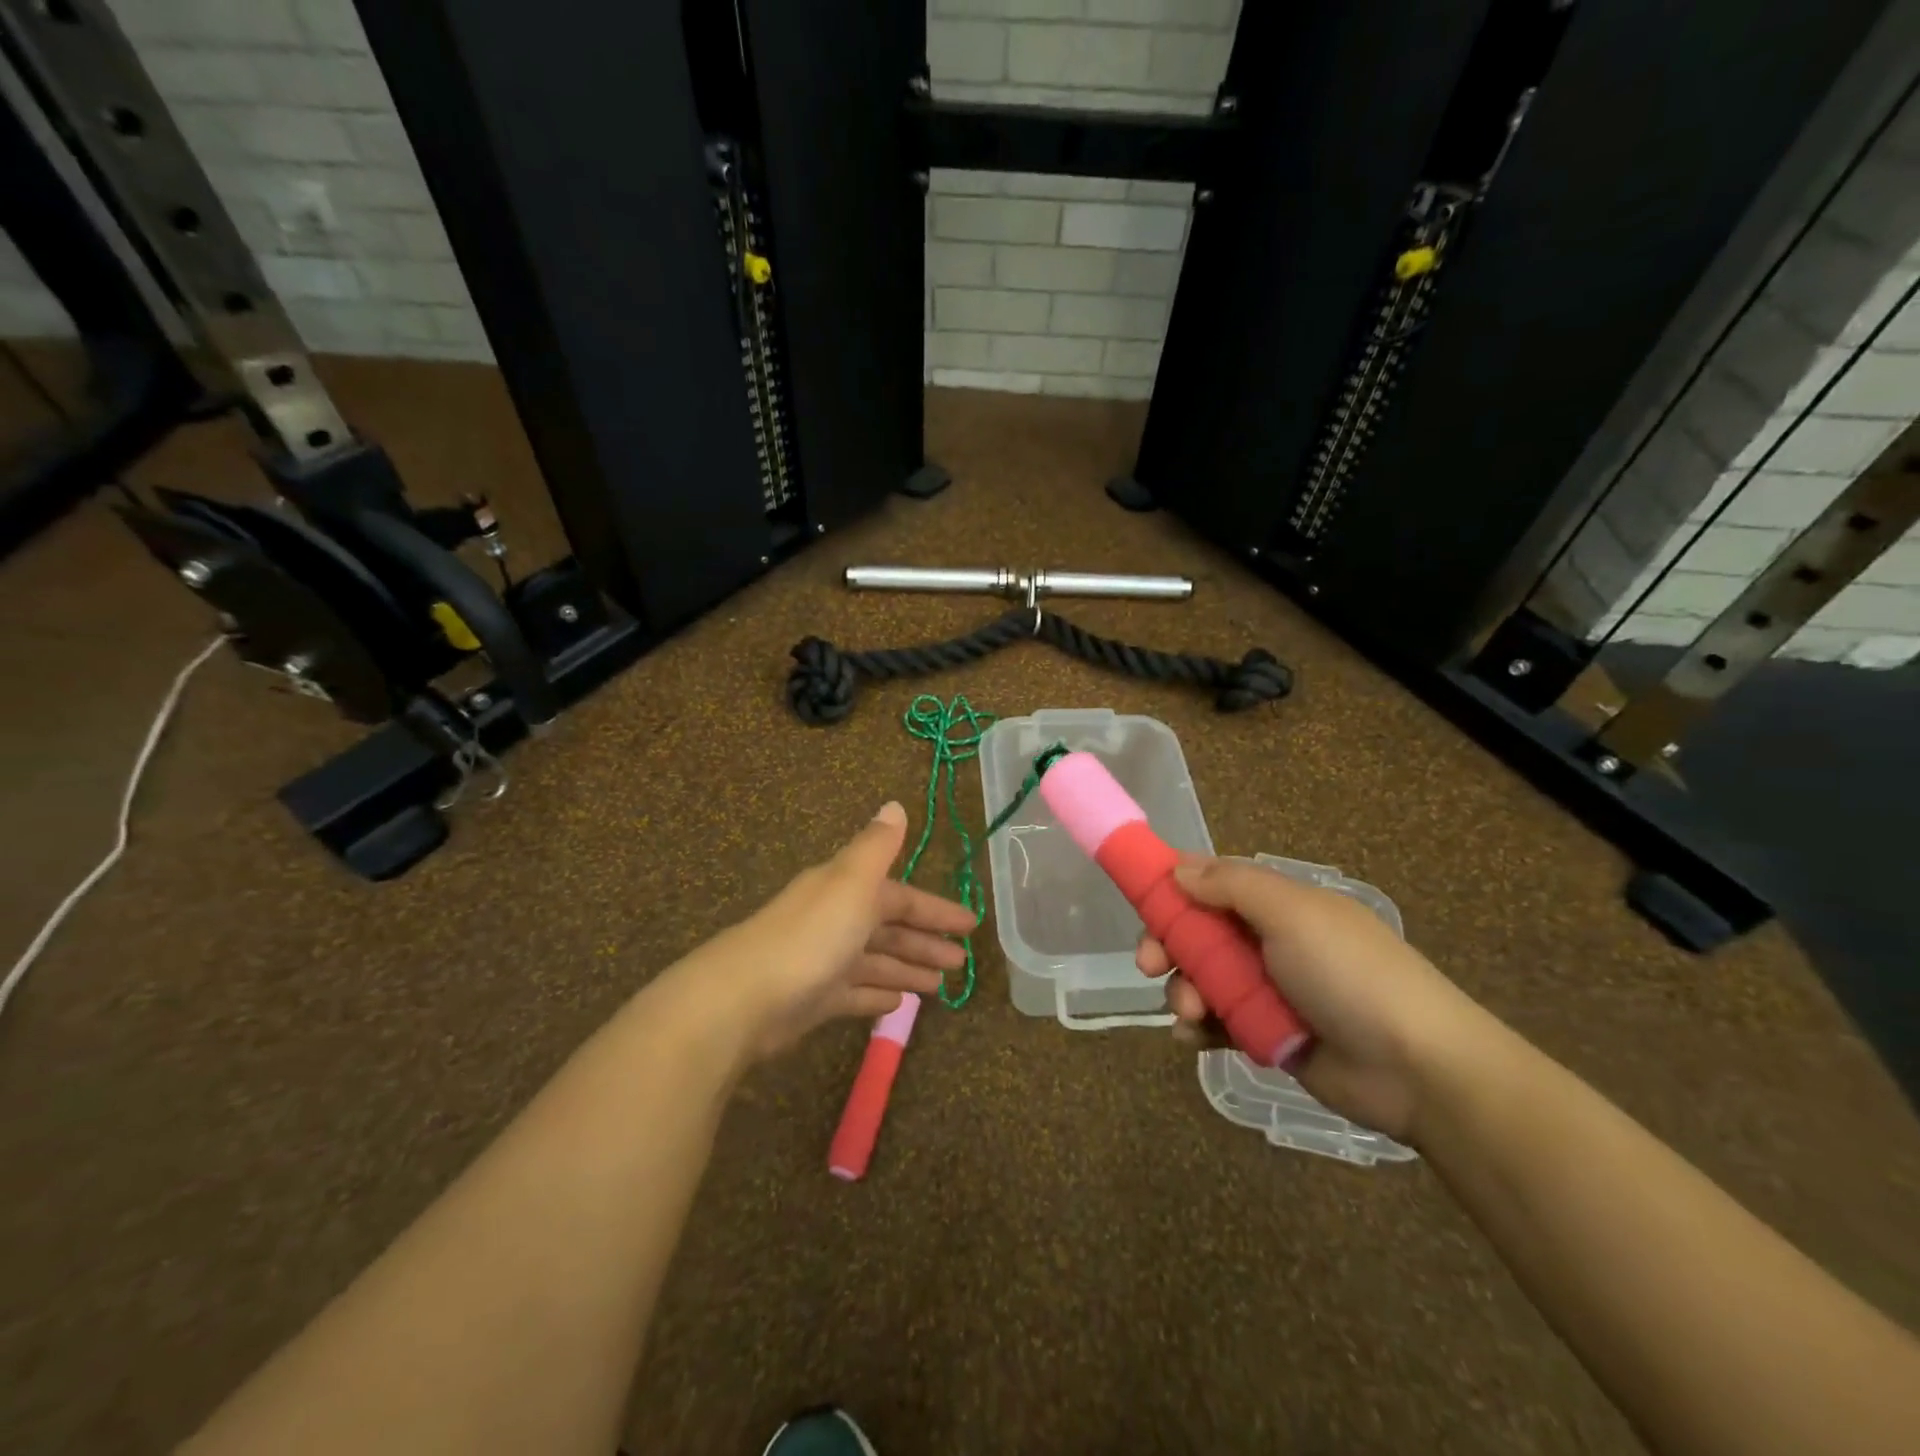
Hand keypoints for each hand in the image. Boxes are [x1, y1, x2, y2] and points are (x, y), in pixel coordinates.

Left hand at [674, 801, 977, 1062]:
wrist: (744, 997)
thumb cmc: (811, 936)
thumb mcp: (851, 882)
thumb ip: (877, 847)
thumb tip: (895, 804)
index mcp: (846, 890)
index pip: (900, 895)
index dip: (935, 909)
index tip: (970, 925)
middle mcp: (835, 920)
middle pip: (889, 929)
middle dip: (925, 942)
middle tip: (962, 962)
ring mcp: (823, 961)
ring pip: (875, 961)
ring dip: (907, 969)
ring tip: (941, 986)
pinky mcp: (812, 999)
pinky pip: (855, 993)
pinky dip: (878, 994)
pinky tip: (899, 1003)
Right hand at [1135, 857, 1499, 1142]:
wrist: (1419, 1069)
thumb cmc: (1350, 974)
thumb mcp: (1292, 914)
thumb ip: (1231, 885)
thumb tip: (1179, 869)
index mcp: (1278, 904)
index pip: (1213, 883)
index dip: (1174, 889)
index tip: (1143, 903)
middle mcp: (1269, 941)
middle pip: (1198, 933)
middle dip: (1169, 945)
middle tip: (1149, 964)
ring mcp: (1269, 990)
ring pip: (1202, 979)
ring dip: (1183, 990)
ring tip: (1190, 1012)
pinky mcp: (1268, 1034)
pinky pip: (1218, 1023)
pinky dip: (1198, 1028)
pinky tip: (1192, 1037)